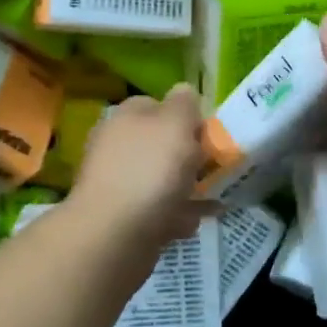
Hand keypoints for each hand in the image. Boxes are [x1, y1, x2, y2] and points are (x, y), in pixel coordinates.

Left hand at [70, 84, 208, 245]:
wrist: (113, 235)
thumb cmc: (150, 171)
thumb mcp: (176, 123)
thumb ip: (184, 103)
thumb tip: (184, 91)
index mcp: (126, 117)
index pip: (158, 104)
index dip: (186, 117)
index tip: (209, 135)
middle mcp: (116, 145)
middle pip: (161, 143)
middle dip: (189, 157)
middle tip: (213, 169)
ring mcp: (116, 182)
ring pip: (161, 178)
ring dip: (186, 188)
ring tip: (210, 200)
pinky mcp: (120, 216)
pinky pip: (156, 209)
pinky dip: (174, 214)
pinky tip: (189, 223)